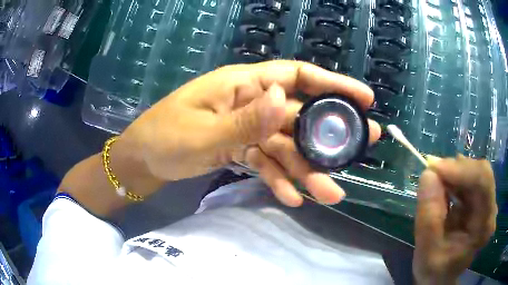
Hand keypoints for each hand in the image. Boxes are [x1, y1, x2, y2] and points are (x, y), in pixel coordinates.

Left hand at [121, 60, 380, 205]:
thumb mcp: (201, 131)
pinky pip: (266, 163)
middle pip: (299, 116)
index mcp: (242, 84)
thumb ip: (243, 120)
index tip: (363, 97)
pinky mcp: (240, 150)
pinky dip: (278, 179)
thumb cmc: (163, 138)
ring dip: (307, 170)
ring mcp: (247, 128)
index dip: (333, 84)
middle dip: (330, 135)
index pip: (296, 76)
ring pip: (286, 147)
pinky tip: (292, 198)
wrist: (142, 161)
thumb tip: (281, 98)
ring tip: (330, 193)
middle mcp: (251, 102)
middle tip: (361, 148)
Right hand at [413, 155, 496, 283]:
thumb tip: (428, 174)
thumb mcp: (426, 253)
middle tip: (432, 174)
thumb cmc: (435, 271)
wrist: (441, 277)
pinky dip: (455, 178)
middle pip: (481, 172)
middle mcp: (491, 210)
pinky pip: (470, 178)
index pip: (483, 182)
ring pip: (475, 171)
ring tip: (435, 183)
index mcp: (484, 226)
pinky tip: (444, 187)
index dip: (461, 169)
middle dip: (456, 169)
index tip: (434, 168)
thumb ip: (428, 218)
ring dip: (454, 173)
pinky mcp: (481, 201)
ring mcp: (488, 204)